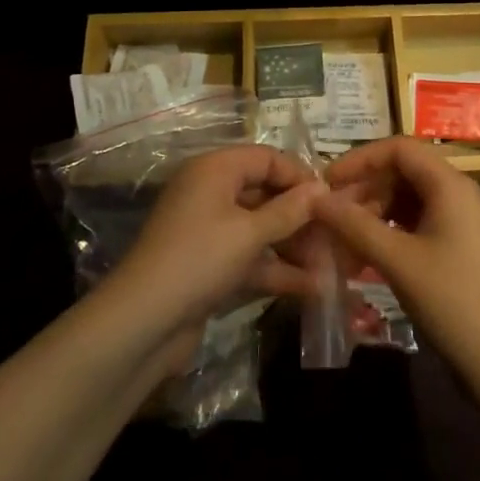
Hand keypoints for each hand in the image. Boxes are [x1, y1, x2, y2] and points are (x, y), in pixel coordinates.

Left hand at [104, 145, 324, 367]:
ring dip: (294, 245)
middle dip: (301, 215)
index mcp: (215, 170)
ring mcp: (209, 230)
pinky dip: (277, 268)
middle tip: (337, 235)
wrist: (142, 323)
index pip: (266, 158)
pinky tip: (312, 287)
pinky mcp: (210, 265)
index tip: (332, 199)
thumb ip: (290, 210)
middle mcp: (211, 192)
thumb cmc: (199, 259)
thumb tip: (323, 189)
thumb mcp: (250, 233)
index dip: (300, 175)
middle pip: (265, 193)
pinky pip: (250, 256)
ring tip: (333, 264)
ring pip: (261, 228)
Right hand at [314, 138, 479, 394]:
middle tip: (331, 217)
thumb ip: (355, 225)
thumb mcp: (398, 261)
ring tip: (344, 241)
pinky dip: (392, 232)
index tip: (327, 182)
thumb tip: (315, 198)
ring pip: (410, 199)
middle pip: (404, 172)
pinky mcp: (462, 248)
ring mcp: (464, 221)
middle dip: (365, 189)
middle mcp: (460, 193)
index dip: (360, 159)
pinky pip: (420, 224)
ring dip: (375, 213)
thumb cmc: (453, 302)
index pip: (399, 148)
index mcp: (451, 184)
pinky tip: (368, 256)